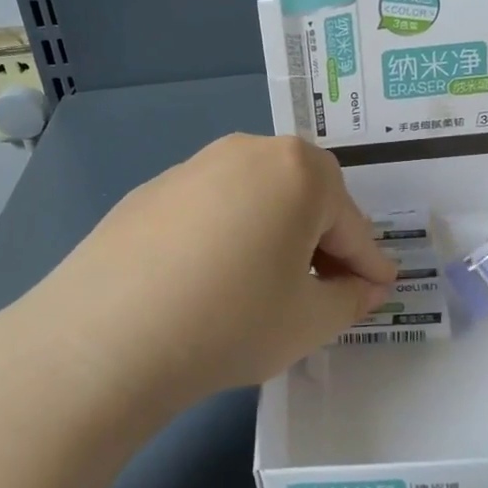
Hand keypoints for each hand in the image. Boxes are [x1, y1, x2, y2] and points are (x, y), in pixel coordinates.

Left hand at [15, 134, 395, 417]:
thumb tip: (365, 285)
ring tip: (264, 287)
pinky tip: (208, 280)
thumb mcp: (310, 321)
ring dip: (273, 235)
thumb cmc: (231, 322)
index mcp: (298, 171)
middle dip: (322, 243)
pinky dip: (226, 236)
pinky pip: (211, 209)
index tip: (380, 291)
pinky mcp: (151, 190)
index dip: (370, 264)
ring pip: (256, 199)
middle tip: (323, 291)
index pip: (351, 225)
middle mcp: (248, 151)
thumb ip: (351, 298)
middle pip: (304, 198)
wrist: (107, 335)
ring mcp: (193, 166)